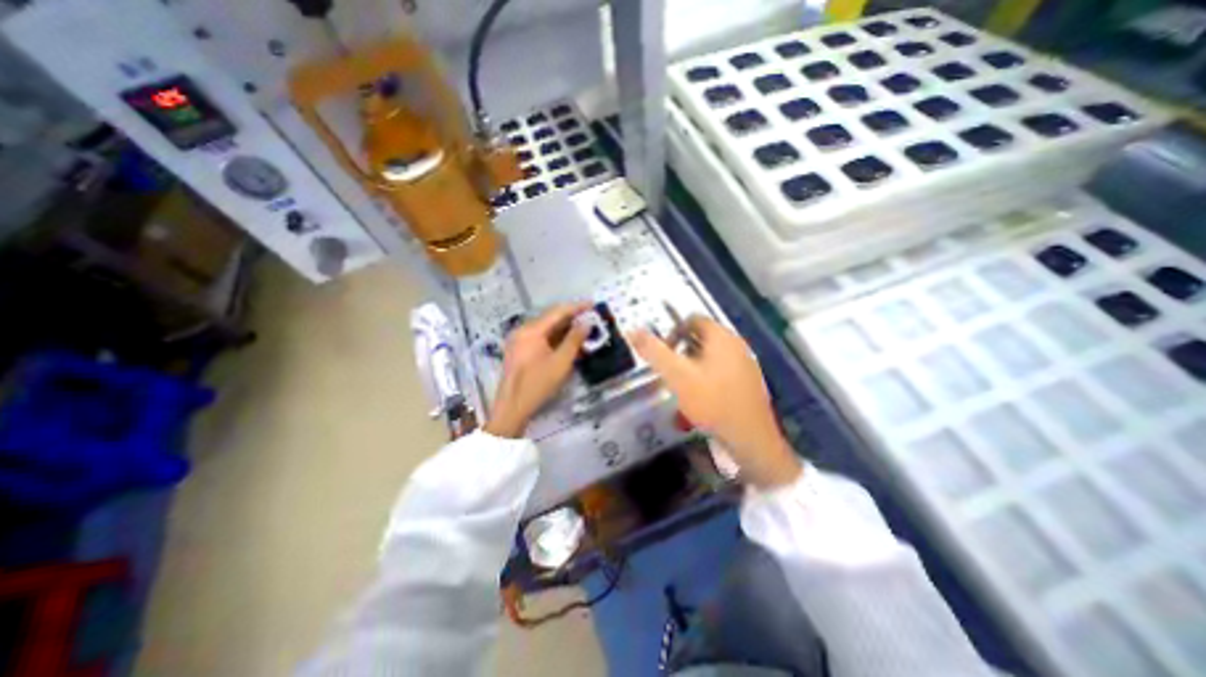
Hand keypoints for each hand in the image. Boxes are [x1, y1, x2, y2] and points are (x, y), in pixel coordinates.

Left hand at [483, 305, 592, 440]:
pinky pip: (540, 337)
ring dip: (564, 328)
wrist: (512, 407)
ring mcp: (519, 340)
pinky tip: (567, 342)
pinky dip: (555, 338)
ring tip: (583, 330)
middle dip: (571, 318)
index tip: (593, 305)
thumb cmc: (538, 384)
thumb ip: (574, 340)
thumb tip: (586, 323)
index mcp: (531, 330)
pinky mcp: (519, 350)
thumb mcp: (561, 362)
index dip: (576, 307)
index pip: (557, 312)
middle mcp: (523, 330)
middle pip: (550, 318)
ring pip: (545, 328)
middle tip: (590, 319)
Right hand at [632, 316, 797, 486]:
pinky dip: (706, 380)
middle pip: (701, 338)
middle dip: (681, 353)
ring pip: (710, 357)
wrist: (750, 439)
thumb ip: (654, 352)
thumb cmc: (712, 402)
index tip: (663, 355)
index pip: (691, 319)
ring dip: (692, 368)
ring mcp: (745, 363)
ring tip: (682, 390)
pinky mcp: (748, 382)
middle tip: (671, 374)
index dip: (672, 333)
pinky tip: (700, 402)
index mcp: (721, 336)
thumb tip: (632, 330)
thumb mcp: (677, 376)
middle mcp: (736, 344)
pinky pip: (720, 372)